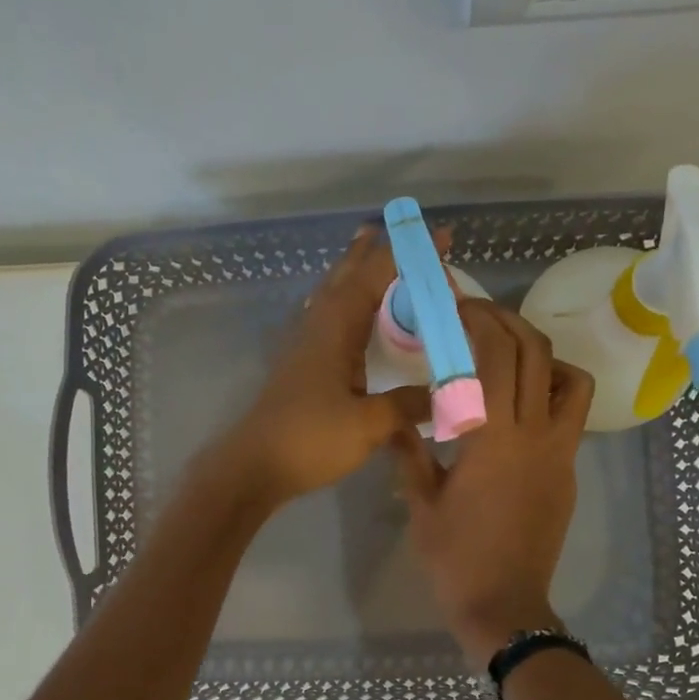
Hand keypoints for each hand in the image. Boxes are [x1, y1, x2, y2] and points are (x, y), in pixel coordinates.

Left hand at [208, 222, 445, 507]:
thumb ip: (408, 404)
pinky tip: (351, 316)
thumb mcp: (368, 424)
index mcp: (336, 328)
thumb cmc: (309, 440)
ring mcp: (306, 345)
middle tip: (399, 232)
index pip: (376, 275)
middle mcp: (318, 326)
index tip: (441, 238)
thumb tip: (445, 395)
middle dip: (374, 251)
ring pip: (334, 293)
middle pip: (347, 274)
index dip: (409, 254)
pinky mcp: (302, 366)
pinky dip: (347, 303)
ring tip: (374, 257)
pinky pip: (329, 317)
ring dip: (355, 272)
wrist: (253, 467)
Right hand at [393, 300, 593, 668]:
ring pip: (572, 381)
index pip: (495, 357)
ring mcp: (559, 454)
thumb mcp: (421, 504)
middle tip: (480, 317)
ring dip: (543, 356)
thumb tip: (393, 420)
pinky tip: (520, 408)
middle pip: (537, 354)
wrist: (504, 605)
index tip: (457, 307)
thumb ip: (409, 454)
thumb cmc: (455, 558)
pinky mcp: (569, 473)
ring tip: (510, 357)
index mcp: (493, 438)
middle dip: (509, 323)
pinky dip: (552, 394)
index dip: (479, 321)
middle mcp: (535, 435)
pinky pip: (570, 417)